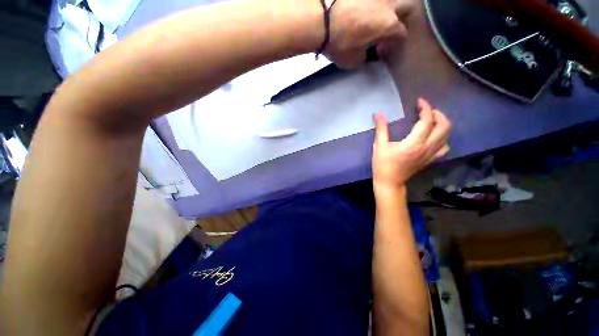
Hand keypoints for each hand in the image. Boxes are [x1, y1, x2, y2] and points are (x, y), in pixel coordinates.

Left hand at [326, 0, 415, 67]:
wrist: (319, 18)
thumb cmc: (338, 43)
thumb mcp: (352, 60)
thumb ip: (364, 56)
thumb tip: (365, 52)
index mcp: (388, 24)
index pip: (400, 32)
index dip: (396, 40)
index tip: (387, 45)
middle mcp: (387, 3)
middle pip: (407, 5)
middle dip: (404, 16)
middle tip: (392, 24)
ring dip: (389, 6)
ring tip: (378, 15)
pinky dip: (371, 2)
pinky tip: (364, 7)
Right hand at [372, 98, 451, 190]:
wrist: (390, 182)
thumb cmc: (382, 165)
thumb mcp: (379, 146)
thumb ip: (381, 129)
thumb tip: (379, 113)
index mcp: (414, 143)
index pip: (426, 121)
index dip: (425, 108)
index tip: (419, 102)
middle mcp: (427, 147)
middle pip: (444, 126)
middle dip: (438, 114)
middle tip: (426, 111)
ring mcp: (431, 154)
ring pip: (447, 136)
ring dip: (442, 124)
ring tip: (431, 121)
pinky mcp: (431, 160)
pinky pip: (444, 146)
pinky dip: (443, 138)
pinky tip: (434, 137)